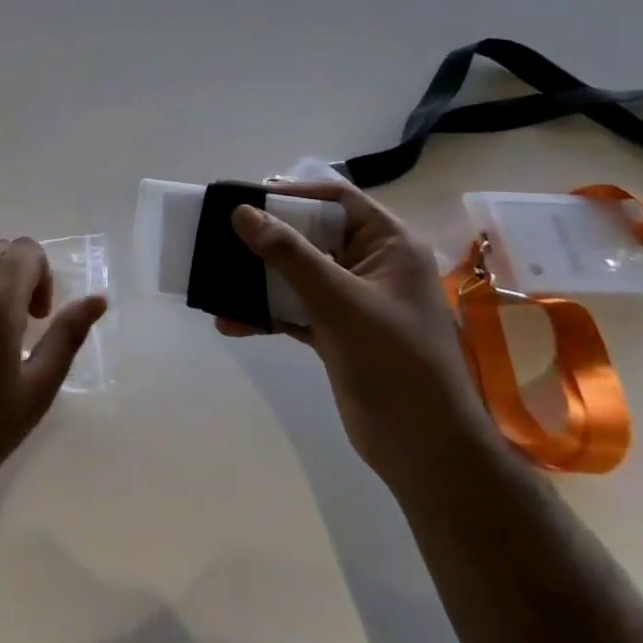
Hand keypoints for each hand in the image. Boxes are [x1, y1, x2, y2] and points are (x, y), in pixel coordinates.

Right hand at [220, 178, 503, 489]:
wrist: (425, 449)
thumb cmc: (394, 362)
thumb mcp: (339, 301)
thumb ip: (289, 255)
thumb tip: (241, 213)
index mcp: (389, 245)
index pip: (336, 198)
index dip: (291, 193)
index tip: (244, 200)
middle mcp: (371, 265)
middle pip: (310, 234)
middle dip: (265, 238)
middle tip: (220, 235)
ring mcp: (353, 300)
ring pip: (297, 273)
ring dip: (259, 279)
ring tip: (217, 280)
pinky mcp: (337, 331)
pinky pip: (293, 308)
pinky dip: (265, 313)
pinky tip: (231, 322)